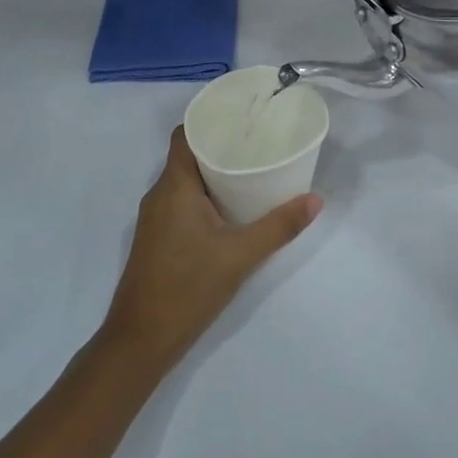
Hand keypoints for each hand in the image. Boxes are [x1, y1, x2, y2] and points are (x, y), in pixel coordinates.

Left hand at [103, 127, 320, 370]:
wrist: (142, 338)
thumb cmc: (189, 287)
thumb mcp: (241, 255)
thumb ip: (279, 226)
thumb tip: (315, 200)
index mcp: (174, 186)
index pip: (184, 135)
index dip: (209, 121)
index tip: (241, 119)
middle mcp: (158, 195)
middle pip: (187, 156)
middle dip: (219, 147)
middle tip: (256, 144)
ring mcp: (154, 218)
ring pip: (183, 181)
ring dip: (212, 174)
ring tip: (249, 172)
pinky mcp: (156, 238)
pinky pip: (179, 202)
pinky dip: (203, 196)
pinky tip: (229, 209)